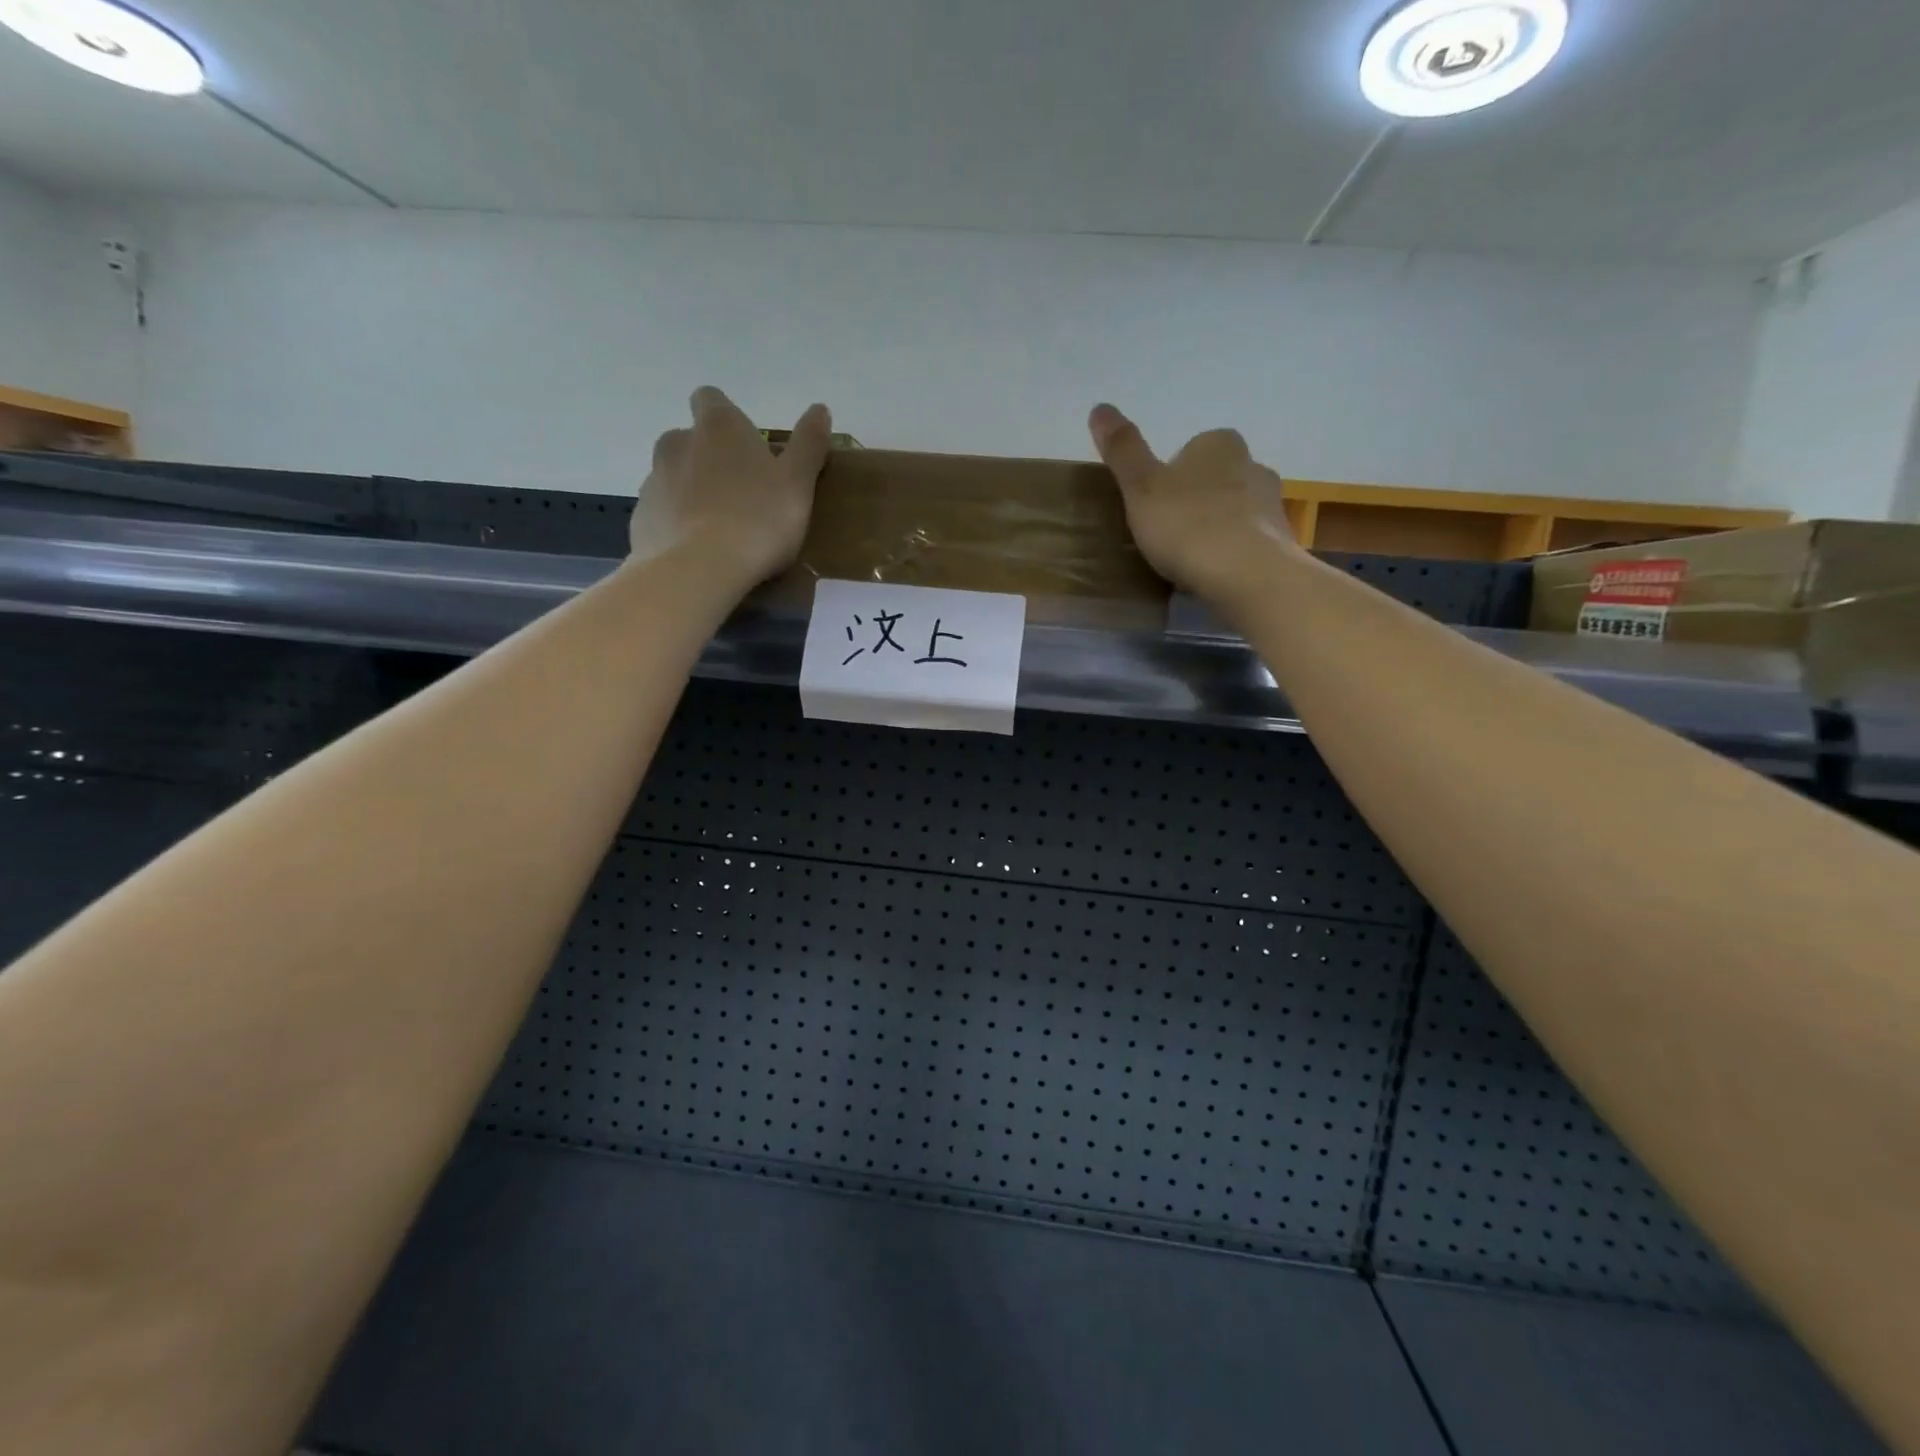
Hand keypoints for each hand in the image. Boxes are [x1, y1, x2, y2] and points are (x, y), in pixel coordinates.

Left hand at [630, 386, 831, 588]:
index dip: (728, 418)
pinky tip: (700, 552)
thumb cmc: (758, 520)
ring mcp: (653, 481)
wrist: (698, 570)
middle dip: (711, 459)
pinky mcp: (641, 518)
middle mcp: (677, 443)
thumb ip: (809, 444)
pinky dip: (678, 525)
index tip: (748, 447)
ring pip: (674, 478)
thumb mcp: (798, 483)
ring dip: (694, 493)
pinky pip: (663, 514)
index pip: (711, 399)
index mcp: (717, 426)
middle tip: (742, 493)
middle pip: (691, 440)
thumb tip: (820, 409)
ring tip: (721, 529)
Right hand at [1088, 404, 1299, 601]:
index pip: (1192, 449)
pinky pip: (1249, 541)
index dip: (1170, 476)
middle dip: (1195, 500)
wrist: (1247, 574)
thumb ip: (1123, 450)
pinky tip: (1215, 574)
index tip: (1153, 505)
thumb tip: (1099, 407)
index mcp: (1219, 444)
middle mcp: (1253, 464)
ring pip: (1235, 509)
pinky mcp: (1281, 542)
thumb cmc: (1187, 524)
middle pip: (1216, 478)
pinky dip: (1233, 553)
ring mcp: (1272, 504)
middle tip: (1168, 533)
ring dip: (1216, 527)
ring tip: (1191, 559)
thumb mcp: (1141, 487)